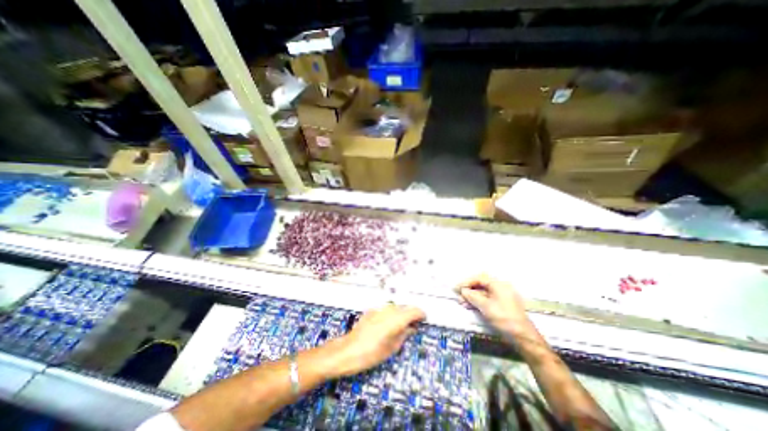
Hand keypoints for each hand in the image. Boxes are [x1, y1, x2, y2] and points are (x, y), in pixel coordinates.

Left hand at [328, 304, 429, 376]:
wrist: (349, 350)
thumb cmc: (372, 353)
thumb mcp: (393, 347)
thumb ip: (404, 334)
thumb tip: (411, 328)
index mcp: (397, 318)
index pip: (415, 310)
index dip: (421, 314)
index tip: (423, 320)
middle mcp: (390, 309)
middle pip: (405, 307)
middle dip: (410, 315)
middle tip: (412, 326)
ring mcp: (380, 308)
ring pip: (396, 307)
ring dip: (400, 315)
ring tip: (398, 327)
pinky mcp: (372, 310)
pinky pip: (386, 310)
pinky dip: (390, 315)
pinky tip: (386, 326)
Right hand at [454, 275, 534, 338]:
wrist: (522, 336)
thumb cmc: (503, 317)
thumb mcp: (485, 306)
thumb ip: (472, 296)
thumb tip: (463, 291)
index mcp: (498, 284)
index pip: (479, 278)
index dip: (467, 282)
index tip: (457, 288)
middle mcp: (501, 287)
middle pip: (481, 284)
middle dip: (469, 289)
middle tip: (459, 295)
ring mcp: (502, 296)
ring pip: (483, 292)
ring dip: (472, 296)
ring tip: (462, 302)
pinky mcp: (502, 305)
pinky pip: (487, 299)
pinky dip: (478, 301)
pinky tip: (470, 306)